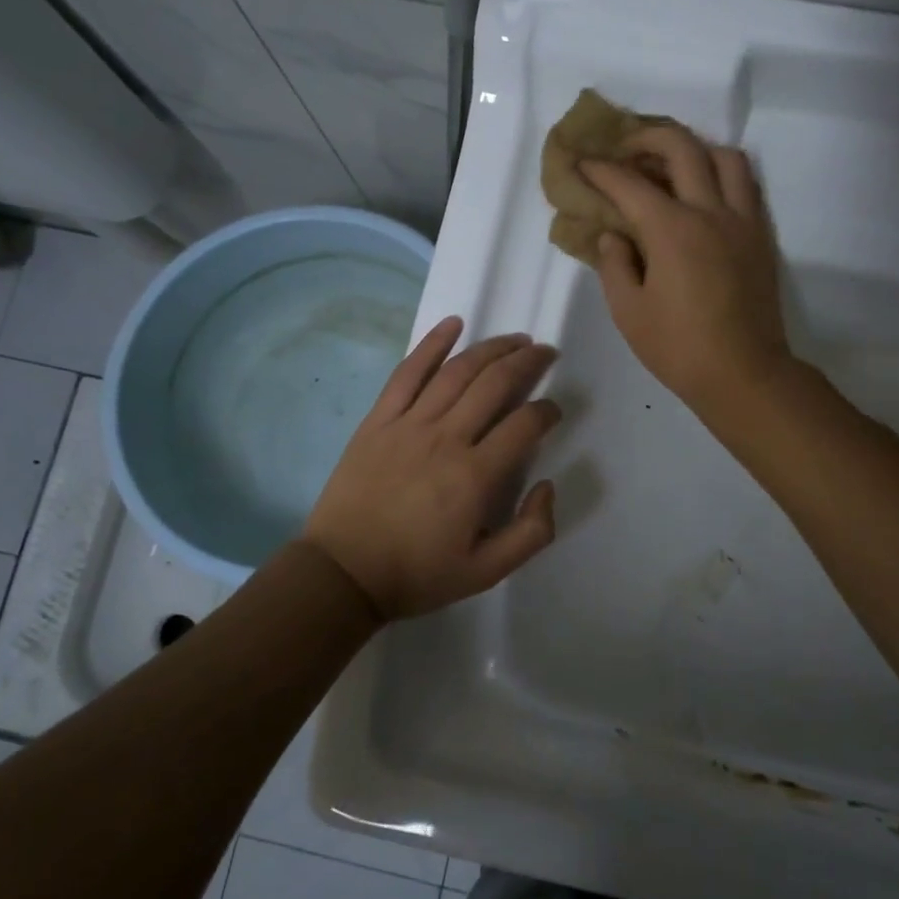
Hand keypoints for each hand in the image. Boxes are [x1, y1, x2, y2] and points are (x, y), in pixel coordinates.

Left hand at [304, 317, 559, 621]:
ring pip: (457, 371)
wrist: (343, 574)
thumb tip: (547, 485)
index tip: (554, 411)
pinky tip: (453, 324)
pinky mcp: (379, 420)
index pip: (524, 426)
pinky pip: (407, 372)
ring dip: (491, 348)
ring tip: (515, 339)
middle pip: (495, 384)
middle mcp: (446, 438)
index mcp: (475, 476)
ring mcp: (409, 424)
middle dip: (528, 362)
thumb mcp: (486, 573)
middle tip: (546, 353)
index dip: (547, 412)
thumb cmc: (417, 574)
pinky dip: (432, 344)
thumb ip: (531, 532)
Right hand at [580, 126, 792, 418]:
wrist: (744, 374)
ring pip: (724, 156)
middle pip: (681, 147)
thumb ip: (615, 265)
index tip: (582, 163)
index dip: (600, 170)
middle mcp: (710, 212)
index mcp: (672, 231)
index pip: (629, 183)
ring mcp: (742, 220)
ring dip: (693, 149)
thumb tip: (614, 236)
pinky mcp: (761, 235)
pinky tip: (704, 192)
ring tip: (671, 165)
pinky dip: (722, 173)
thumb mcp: (628, 312)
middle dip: (647, 136)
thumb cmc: (678, 349)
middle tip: (625, 149)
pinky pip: (746, 184)